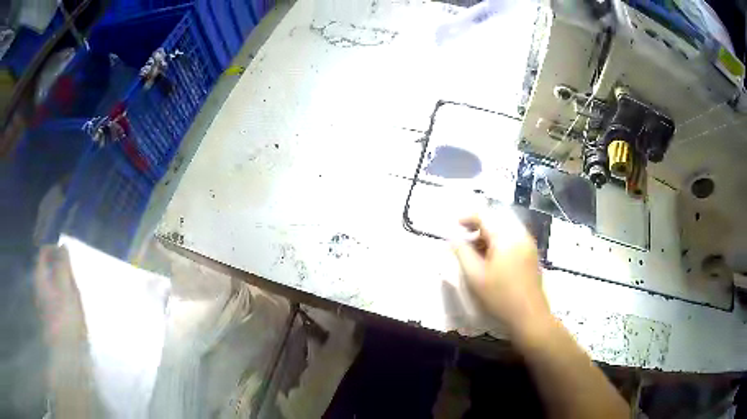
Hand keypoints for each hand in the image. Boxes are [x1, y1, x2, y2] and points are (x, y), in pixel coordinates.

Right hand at [451, 213, 550, 336]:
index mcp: (505, 237)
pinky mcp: (531, 254)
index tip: (455, 225)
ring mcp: (528, 244)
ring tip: (476, 250)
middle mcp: (519, 234)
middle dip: (478, 226)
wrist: (529, 315)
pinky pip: (513, 239)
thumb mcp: (475, 275)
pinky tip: (492, 258)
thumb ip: (462, 252)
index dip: (468, 217)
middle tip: (464, 239)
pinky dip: (500, 242)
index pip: (485, 216)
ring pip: (505, 230)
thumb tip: (452, 237)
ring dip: (489, 235)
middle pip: (496, 220)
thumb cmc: (500, 296)